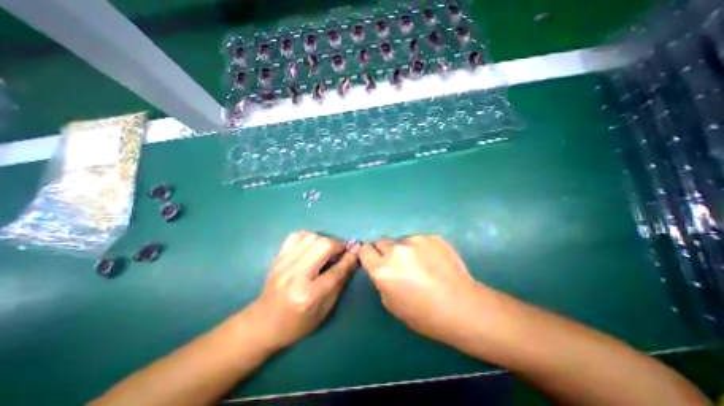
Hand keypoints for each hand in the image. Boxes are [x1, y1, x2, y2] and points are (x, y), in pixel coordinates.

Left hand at [249, 232, 361, 351]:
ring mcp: (284, 264)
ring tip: (327, 249)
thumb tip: (353, 257)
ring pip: (310, 237)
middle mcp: (296, 276)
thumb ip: (340, 281)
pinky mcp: (277, 258)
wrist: (264, 324)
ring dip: (324, 240)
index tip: (357, 249)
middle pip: (323, 246)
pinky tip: (312, 245)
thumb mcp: (325, 309)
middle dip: (337, 244)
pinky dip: (308, 237)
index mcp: (310, 295)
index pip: (336, 270)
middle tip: (341, 251)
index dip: (350, 258)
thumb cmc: (299, 323)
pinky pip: (296, 236)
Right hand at [358, 235, 482, 345]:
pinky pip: (419, 240)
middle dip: (385, 251)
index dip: (369, 254)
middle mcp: (395, 251)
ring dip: (404, 250)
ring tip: (421, 264)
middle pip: (381, 241)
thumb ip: (381, 280)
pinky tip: (434, 261)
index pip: (365, 250)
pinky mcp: (431, 237)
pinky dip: (421, 248)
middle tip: (398, 263)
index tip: (374, 259)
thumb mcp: (391, 303)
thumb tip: (383, 267)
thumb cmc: (424, 314)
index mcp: (382, 270)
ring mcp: (415, 241)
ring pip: (401, 241)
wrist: (462, 306)